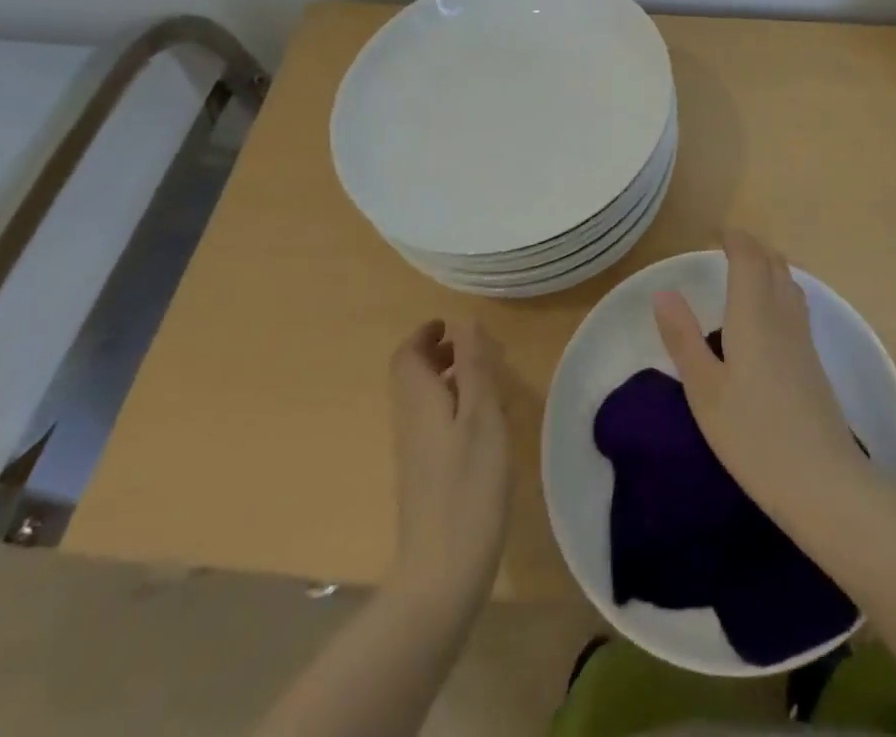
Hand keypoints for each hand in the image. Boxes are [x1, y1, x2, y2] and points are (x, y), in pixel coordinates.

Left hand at [387, 319, 510, 607]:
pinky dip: (454, 407)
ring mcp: (415, 453)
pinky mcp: (426, 477)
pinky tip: (484, 425)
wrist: (442, 573)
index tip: (451, 325)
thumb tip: (465, 321)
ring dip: (449, 379)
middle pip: (414, 376)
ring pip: (424, 400)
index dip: (425, 334)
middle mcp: (410, 423)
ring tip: (488, 380)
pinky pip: (434, 424)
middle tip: (477, 348)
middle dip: (440, 353)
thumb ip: (474, 367)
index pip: (407, 356)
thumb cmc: (468, 487)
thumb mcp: (481, 417)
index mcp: (420, 403)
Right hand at [653, 229, 869, 525]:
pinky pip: (796, 305)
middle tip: (729, 245)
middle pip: (774, 265)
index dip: (736, 239)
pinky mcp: (814, 363)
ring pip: (789, 283)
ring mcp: (803, 340)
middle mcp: (783, 317)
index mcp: (754, 315)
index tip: (718, 232)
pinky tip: (770, 314)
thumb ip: (683, 338)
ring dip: (769, 266)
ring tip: (748, 270)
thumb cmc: (753, 435)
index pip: (749, 259)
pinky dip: (780, 290)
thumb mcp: (704, 390)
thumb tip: (663, 291)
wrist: (823, 482)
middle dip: (753, 248)